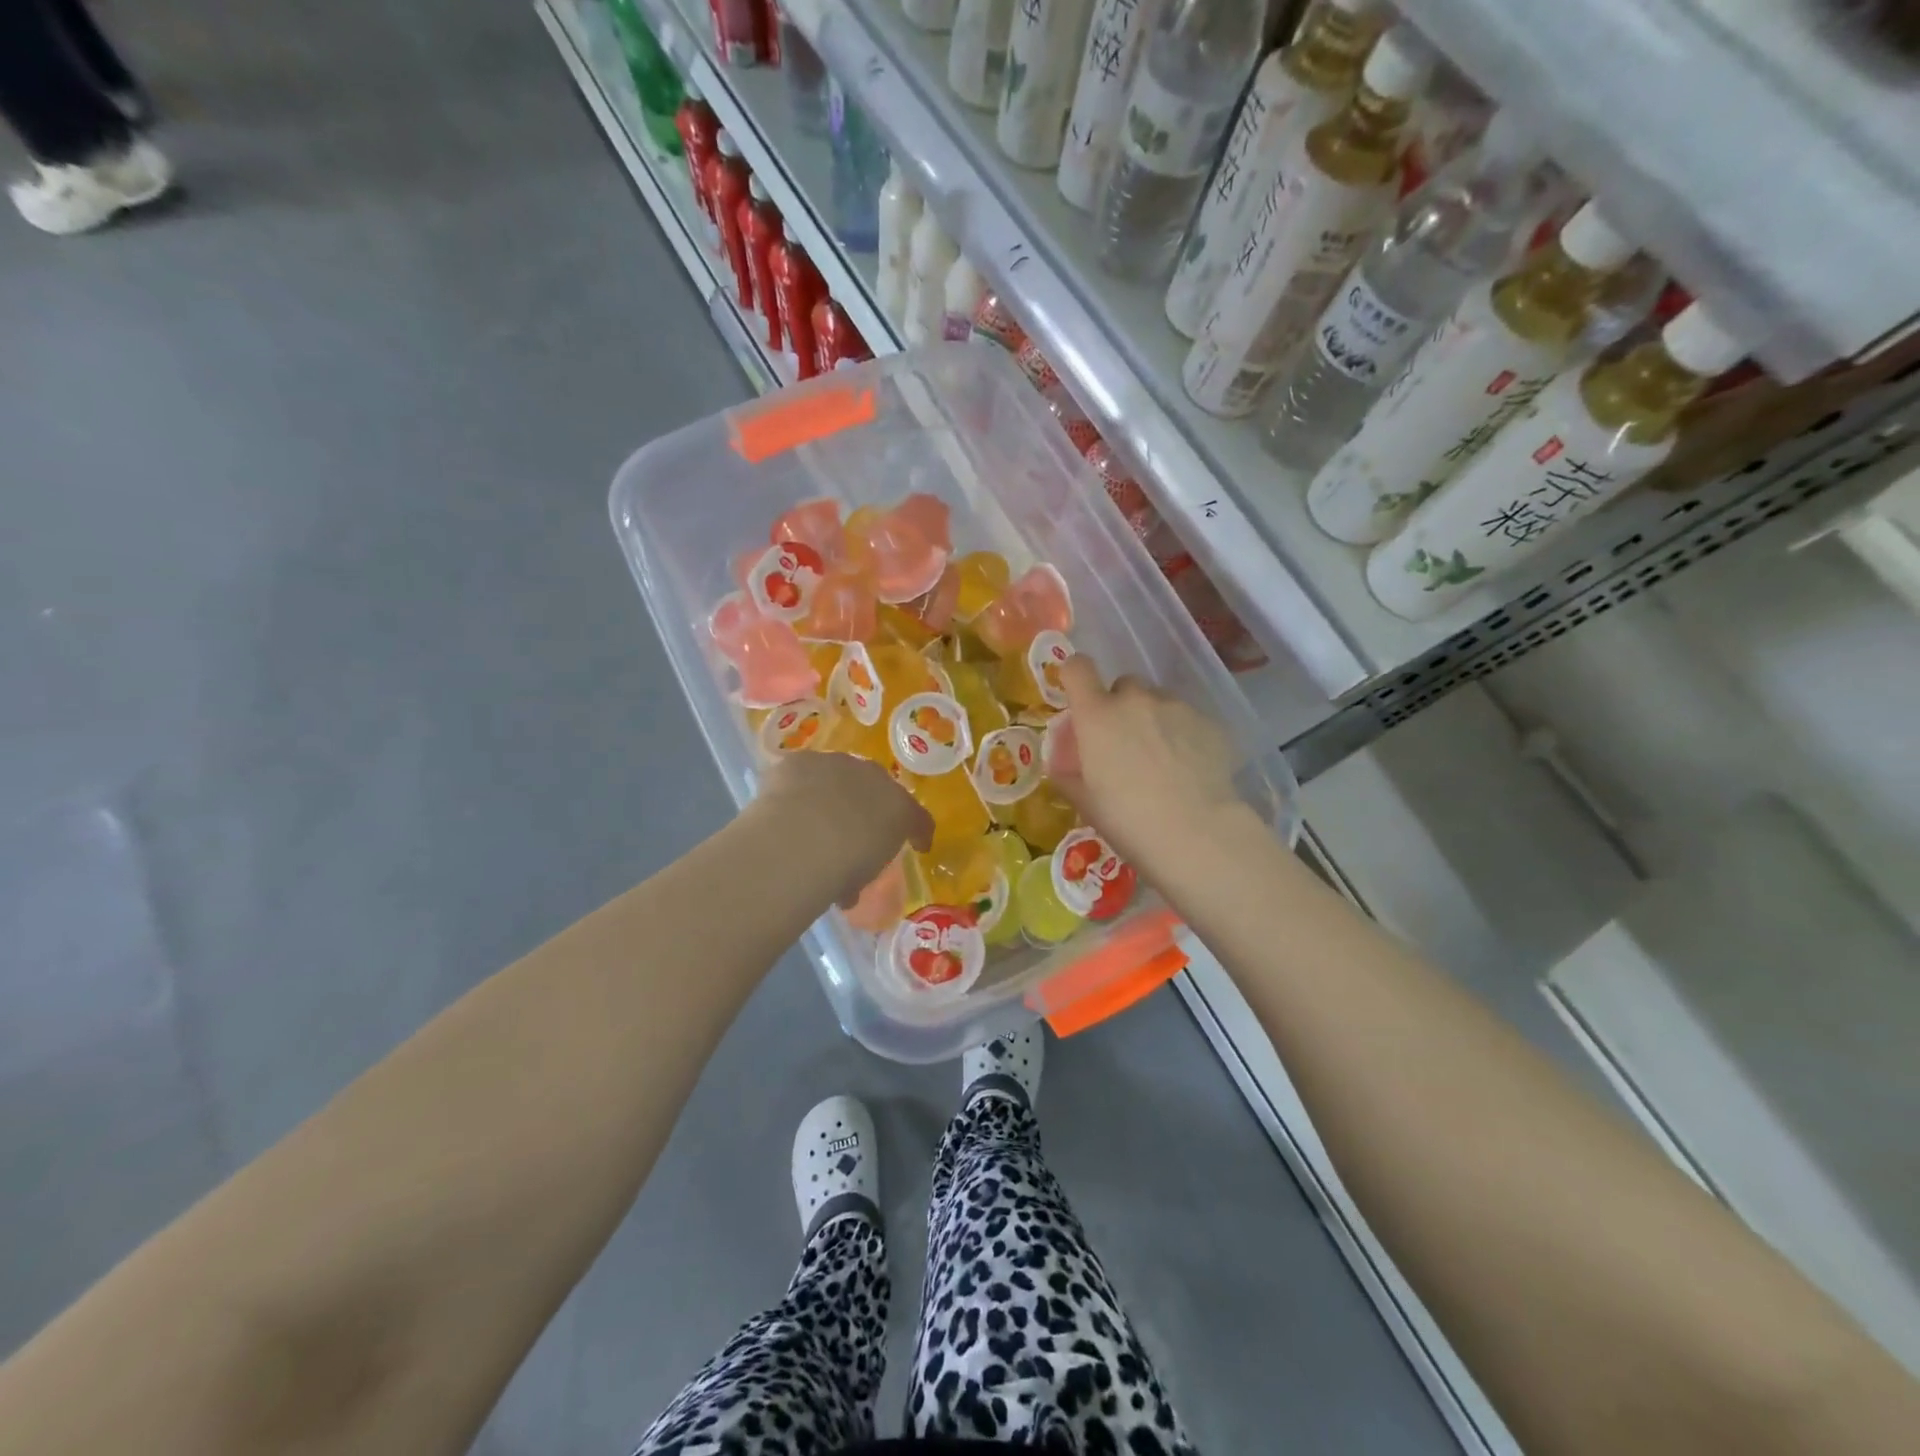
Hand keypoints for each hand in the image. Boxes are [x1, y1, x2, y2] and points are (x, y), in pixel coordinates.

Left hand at [757, 751, 932, 906]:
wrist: (801, 840)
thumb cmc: (843, 866)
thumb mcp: (863, 877)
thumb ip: (862, 869)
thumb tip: (848, 887)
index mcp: (899, 809)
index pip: (916, 817)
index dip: (916, 831)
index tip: (915, 846)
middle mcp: (873, 778)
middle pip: (876, 788)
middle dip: (868, 805)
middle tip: (853, 830)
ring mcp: (836, 764)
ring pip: (838, 776)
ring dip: (831, 793)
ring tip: (810, 821)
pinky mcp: (801, 760)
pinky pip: (802, 773)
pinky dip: (796, 789)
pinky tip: (782, 807)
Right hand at [1050, 657, 1247, 872]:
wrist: (1196, 833)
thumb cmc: (1128, 820)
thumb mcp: (1085, 802)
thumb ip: (1069, 773)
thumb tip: (1064, 763)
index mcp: (1097, 716)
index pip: (1078, 668)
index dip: (1075, 676)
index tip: (1079, 695)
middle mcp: (1136, 700)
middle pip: (1124, 685)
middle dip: (1120, 706)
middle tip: (1125, 743)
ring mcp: (1177, 707)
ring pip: (1159, 701)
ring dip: (1154, 719)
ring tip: (1163, 760)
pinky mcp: (1210, 723)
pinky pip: (1189, 720)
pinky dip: (1185, 736)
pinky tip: (1190, 770)